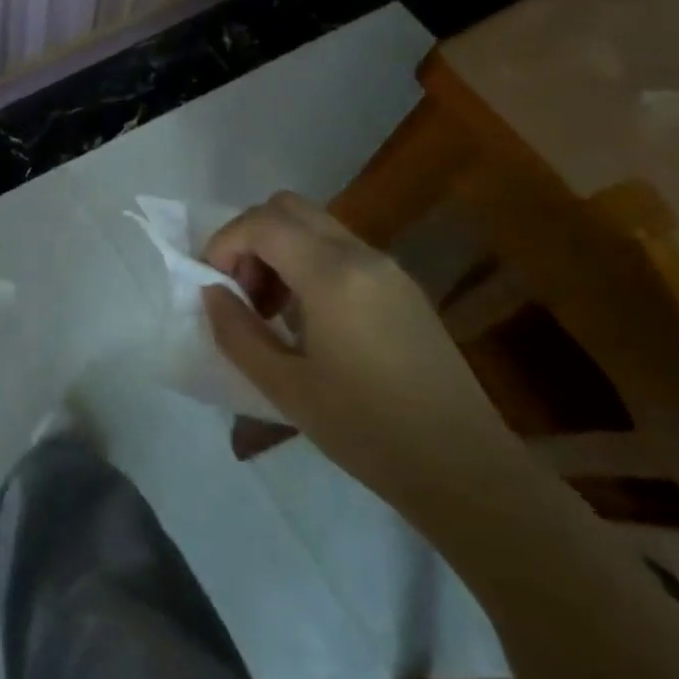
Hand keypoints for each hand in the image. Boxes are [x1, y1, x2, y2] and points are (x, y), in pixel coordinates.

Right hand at [202, 192, 519, 511]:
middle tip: (241, 291)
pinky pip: (340, 250)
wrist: (466, 470)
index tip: (213, 286)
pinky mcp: (403, 288)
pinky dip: (307, 264)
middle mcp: (362, 256)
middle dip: (250, 238)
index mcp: (332, 276)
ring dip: (278, 250)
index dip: (225, 243)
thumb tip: (212, 292)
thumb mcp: (285, 388)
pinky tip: (307, 320)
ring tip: (269, 311)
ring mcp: (388, 268)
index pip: (262, 223)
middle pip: (289, 208)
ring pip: (315, 226)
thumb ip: (236, 332)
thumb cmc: (368, 432)